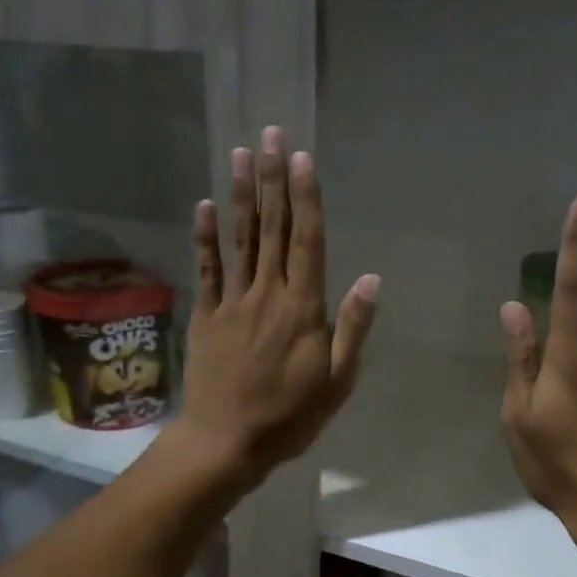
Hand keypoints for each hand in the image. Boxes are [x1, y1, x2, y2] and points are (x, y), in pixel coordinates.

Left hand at [173, 127, 380, 489]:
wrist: (227, 441)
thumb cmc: (289, 416)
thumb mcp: (337, 381)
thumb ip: (352, 327)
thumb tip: (370, 278)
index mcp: (303, 308)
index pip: (308, 241)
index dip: (305, 197)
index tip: (302, 158)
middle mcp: (267, 294)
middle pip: (272, 228)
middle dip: (273, 179)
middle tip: (270, 134)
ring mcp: (232, 302)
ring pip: (240, 240)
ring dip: (242, 195)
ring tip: (241, 154)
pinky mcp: (206, 316)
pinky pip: (206, 269)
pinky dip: (205, 237)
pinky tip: (205, 205)